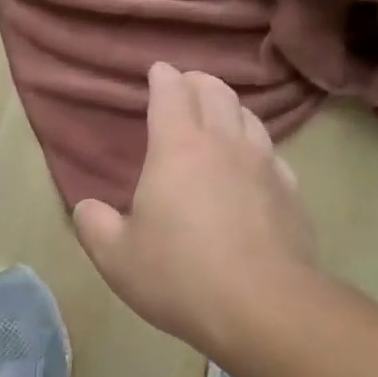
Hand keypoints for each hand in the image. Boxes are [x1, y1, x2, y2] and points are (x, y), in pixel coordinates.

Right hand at [73, 64, 317, 353]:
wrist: (262, 306)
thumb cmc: (179, 276)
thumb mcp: (116, 257)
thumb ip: (94, 225)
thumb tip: (86, 208)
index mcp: (178, 148)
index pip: (171, 93)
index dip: (163, 77)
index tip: (158, 71)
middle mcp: (225, 144)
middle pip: (216, 93)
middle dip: (198, 82)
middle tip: (187, 85)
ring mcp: (265, 165)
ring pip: (250, 117)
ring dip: (231, 107)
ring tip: (220, 115)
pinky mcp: (291, 193)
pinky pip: (274, 153)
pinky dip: (257, 145)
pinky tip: (255, 162)